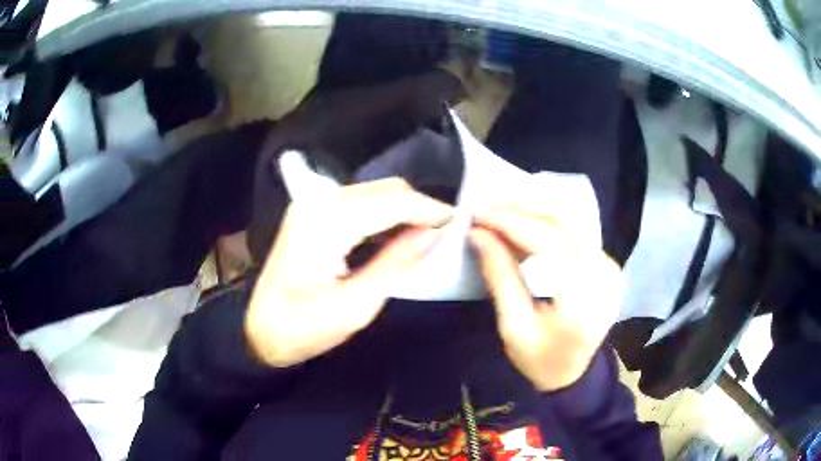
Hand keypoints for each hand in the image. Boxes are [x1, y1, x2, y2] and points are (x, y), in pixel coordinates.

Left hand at [246, 178, 451, 367]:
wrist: (258, 332)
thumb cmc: (303, 329)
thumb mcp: (355, 306)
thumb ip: (396, 263)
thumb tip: (434, 233)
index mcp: (327, 221)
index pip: (393, 201)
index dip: (430, 209)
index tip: (460, 222)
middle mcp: (319, 201)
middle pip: (385, 189)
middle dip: (419, 207)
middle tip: (446, 233)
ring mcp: (313, 205)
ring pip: (375, 193)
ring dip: (404, 210)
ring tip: (429, 235)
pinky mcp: (312, 214)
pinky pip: (360, 204)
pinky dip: (385, 215)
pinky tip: (398, 235)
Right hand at [470, 195, 622, 391]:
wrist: (573, 375)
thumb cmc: (539, 360)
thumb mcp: (513, 326)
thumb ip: (499, 276)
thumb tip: (478, 234)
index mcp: (583, 299)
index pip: (548, 242)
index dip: (511, 222)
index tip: (479, 214)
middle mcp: (604, 275)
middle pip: (564, 222)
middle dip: (522, 210)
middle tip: (487, 208)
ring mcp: (610, 267)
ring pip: (573, 220)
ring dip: (535, 210)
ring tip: (501, 211)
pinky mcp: (608, 264)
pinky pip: (577, 231)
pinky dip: (548, 222)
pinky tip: (525, 223)